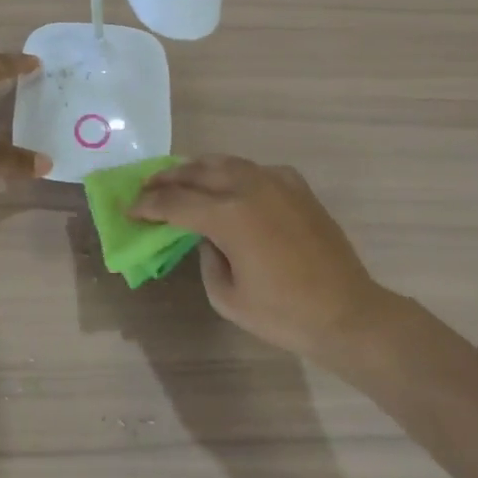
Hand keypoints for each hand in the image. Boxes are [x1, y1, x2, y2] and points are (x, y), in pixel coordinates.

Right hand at [132, 155, 383, 359]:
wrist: (348, 313)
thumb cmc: (284, 314)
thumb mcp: (227, 296)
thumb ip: (206, 258)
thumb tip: (207, 237)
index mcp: (228, 215)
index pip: (175, 202)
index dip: (148, 206)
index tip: (130, 209)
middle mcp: (249, 187)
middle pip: (197, 172)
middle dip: (167, 179)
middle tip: (146, 186)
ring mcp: (276, 182)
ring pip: (226, 163)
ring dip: (198, 168)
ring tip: (181, 177)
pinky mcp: (297, 187)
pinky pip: (256, 170)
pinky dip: (234, 173)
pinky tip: (230, 185)